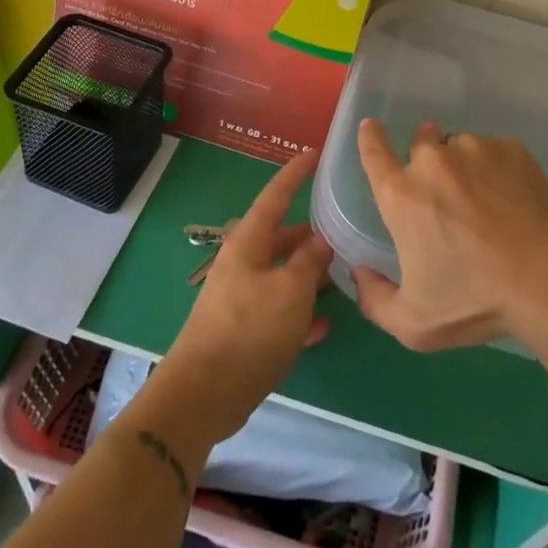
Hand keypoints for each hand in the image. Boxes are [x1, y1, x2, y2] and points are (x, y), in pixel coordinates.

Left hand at [156, 149, 331, 446]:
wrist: (205, 393)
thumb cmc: (250, 330)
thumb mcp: (291, 290)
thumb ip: (309, 262)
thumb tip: (319, 241)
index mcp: (248, 243)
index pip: (274, 197)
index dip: (294, 175)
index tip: (312, 154)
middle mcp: (243, 264)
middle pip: (280, 240)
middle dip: (309, 238)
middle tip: (341, 235)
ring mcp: (242, 298)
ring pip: (282, 276)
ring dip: (308, 277)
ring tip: (340, 279)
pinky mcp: (244, 332)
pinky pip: (279, 312)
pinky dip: (300, 314)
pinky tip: (324, 325)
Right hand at [352, 119, 547, 351]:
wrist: (547, 280)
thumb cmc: (474, 301)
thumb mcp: (414, 323)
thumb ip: (375, 300)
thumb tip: (360, 273)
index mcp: (401, 195)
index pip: (373, 153)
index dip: (370, 138)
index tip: (372, 127)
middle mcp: (432, 161)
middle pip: (421, 142)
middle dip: (426, 158)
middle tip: (444, 190)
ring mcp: (475, 150)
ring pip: (460, 147)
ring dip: (463, 165)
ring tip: (485, 199)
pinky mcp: (512, 150)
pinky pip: (495, 151)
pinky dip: (496, 168)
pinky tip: (512, 198)